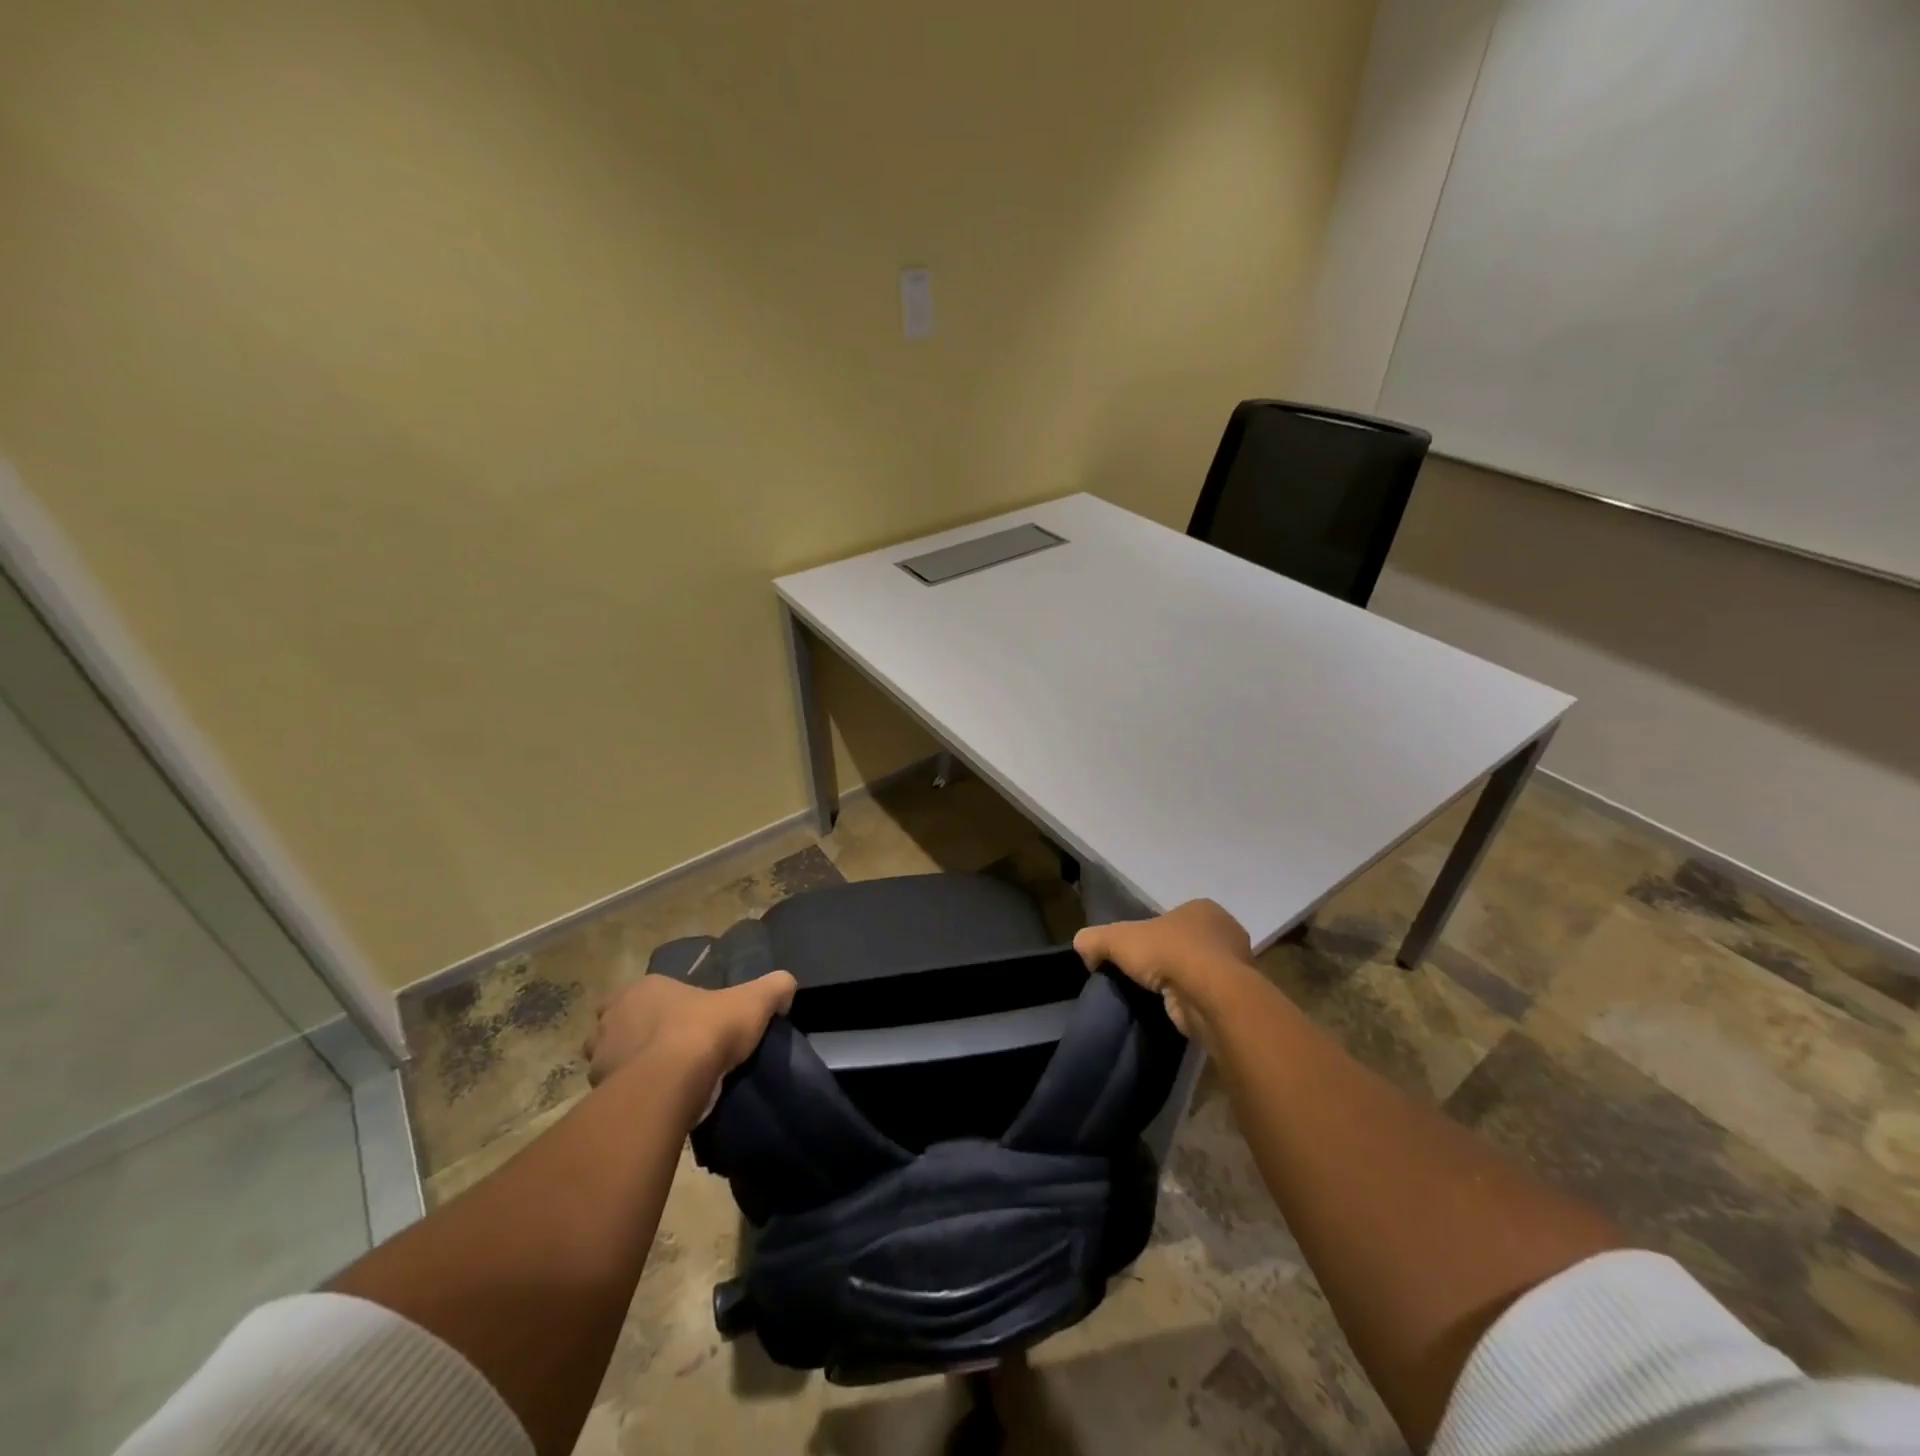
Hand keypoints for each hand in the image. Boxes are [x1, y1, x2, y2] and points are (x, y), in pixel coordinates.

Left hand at [585, 971, 796, 1115]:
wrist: (670, 1085)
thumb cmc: (707, 1031)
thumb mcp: (754, 1001)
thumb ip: (774, 988)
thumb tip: (786, 988)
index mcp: (645, 989)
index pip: (647, 992)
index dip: (665, 1005)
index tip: (686, 1022)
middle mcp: (613, 1017)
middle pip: (622, 1023)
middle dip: (638, 1035)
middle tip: (670, 1051)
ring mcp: (600, 1056)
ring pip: (611, 1058)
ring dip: (629, 1067)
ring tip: (660, 1082)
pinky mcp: (598, 1093)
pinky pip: (613, 1093)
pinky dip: (629, 1096)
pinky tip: (653, 1104)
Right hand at [1073, 899, 1252, 1041]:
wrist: (1210, 995)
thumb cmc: (1168, 953)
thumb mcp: (1118, 939)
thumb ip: (1096, 939)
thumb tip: (1081, 946)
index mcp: (1202, 909)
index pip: (1172, 919)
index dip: (1153, 934)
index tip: (1137, 953)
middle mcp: (1225, 931)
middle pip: (1188, 943)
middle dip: (1170, 958)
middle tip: (1146, 975)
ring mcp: (1236, 965)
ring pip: (1201, 971)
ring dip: (1183, 982)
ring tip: (1160, 996)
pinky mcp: (1238, 997)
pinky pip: (1209, 996)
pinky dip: (1193, 1002)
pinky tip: (1178, 1010)